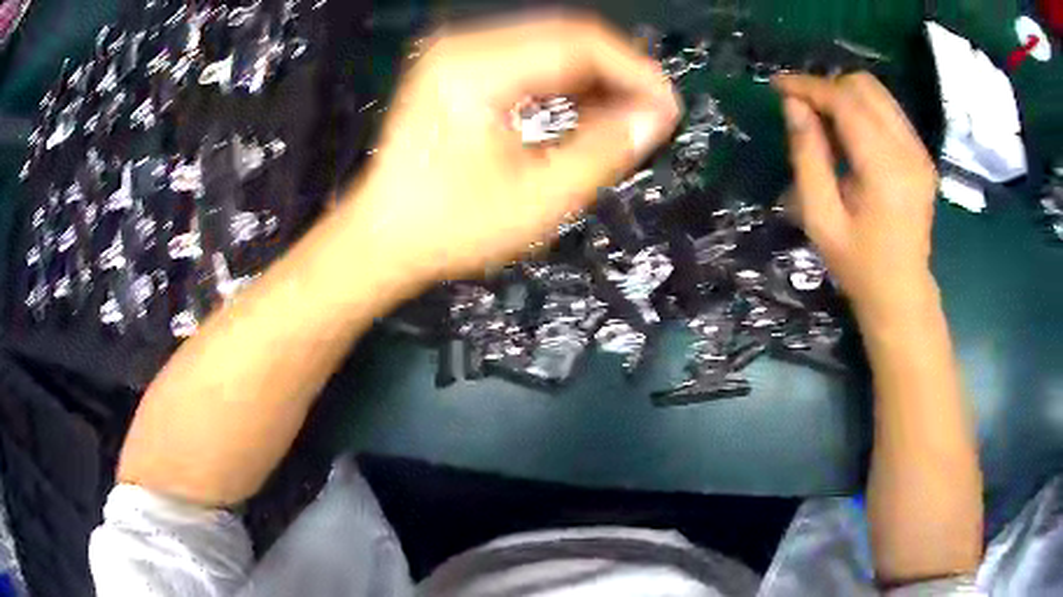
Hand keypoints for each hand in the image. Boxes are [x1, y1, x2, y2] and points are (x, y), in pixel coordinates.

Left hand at [348, 13, 680, 281]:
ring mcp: (457, 54)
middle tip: (650, 114)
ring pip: (550, 43)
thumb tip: (653, 119)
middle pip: (566, 34)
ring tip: (625, 116)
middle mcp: (464, 46)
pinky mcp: (457, 68)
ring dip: (594, 75)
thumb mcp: (538, 200)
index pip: (579, 43)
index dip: (634, 71)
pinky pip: (527, 58)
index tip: (666, 106)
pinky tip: (586, 109)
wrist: (382, 236)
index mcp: (477, 70)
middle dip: (618, 72)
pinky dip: (563, 80)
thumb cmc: (449, 227)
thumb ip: (604, 152)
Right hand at [773, 73, 939, 322]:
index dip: (809, 87)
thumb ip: (808, 156)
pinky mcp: (922, 155)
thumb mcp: (821, 218)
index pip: (846, 102)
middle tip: (802, 108)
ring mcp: (920, 151)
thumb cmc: (858, 265)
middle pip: (865, 87)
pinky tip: (848, 133)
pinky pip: (888, 111)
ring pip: (878, 93)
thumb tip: (793, 105)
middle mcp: (909, 151)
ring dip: (844, 95)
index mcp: (886, 170)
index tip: (778, 85)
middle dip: (827, 87)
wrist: (902, 292)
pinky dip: (862, 109)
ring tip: (822, 119)